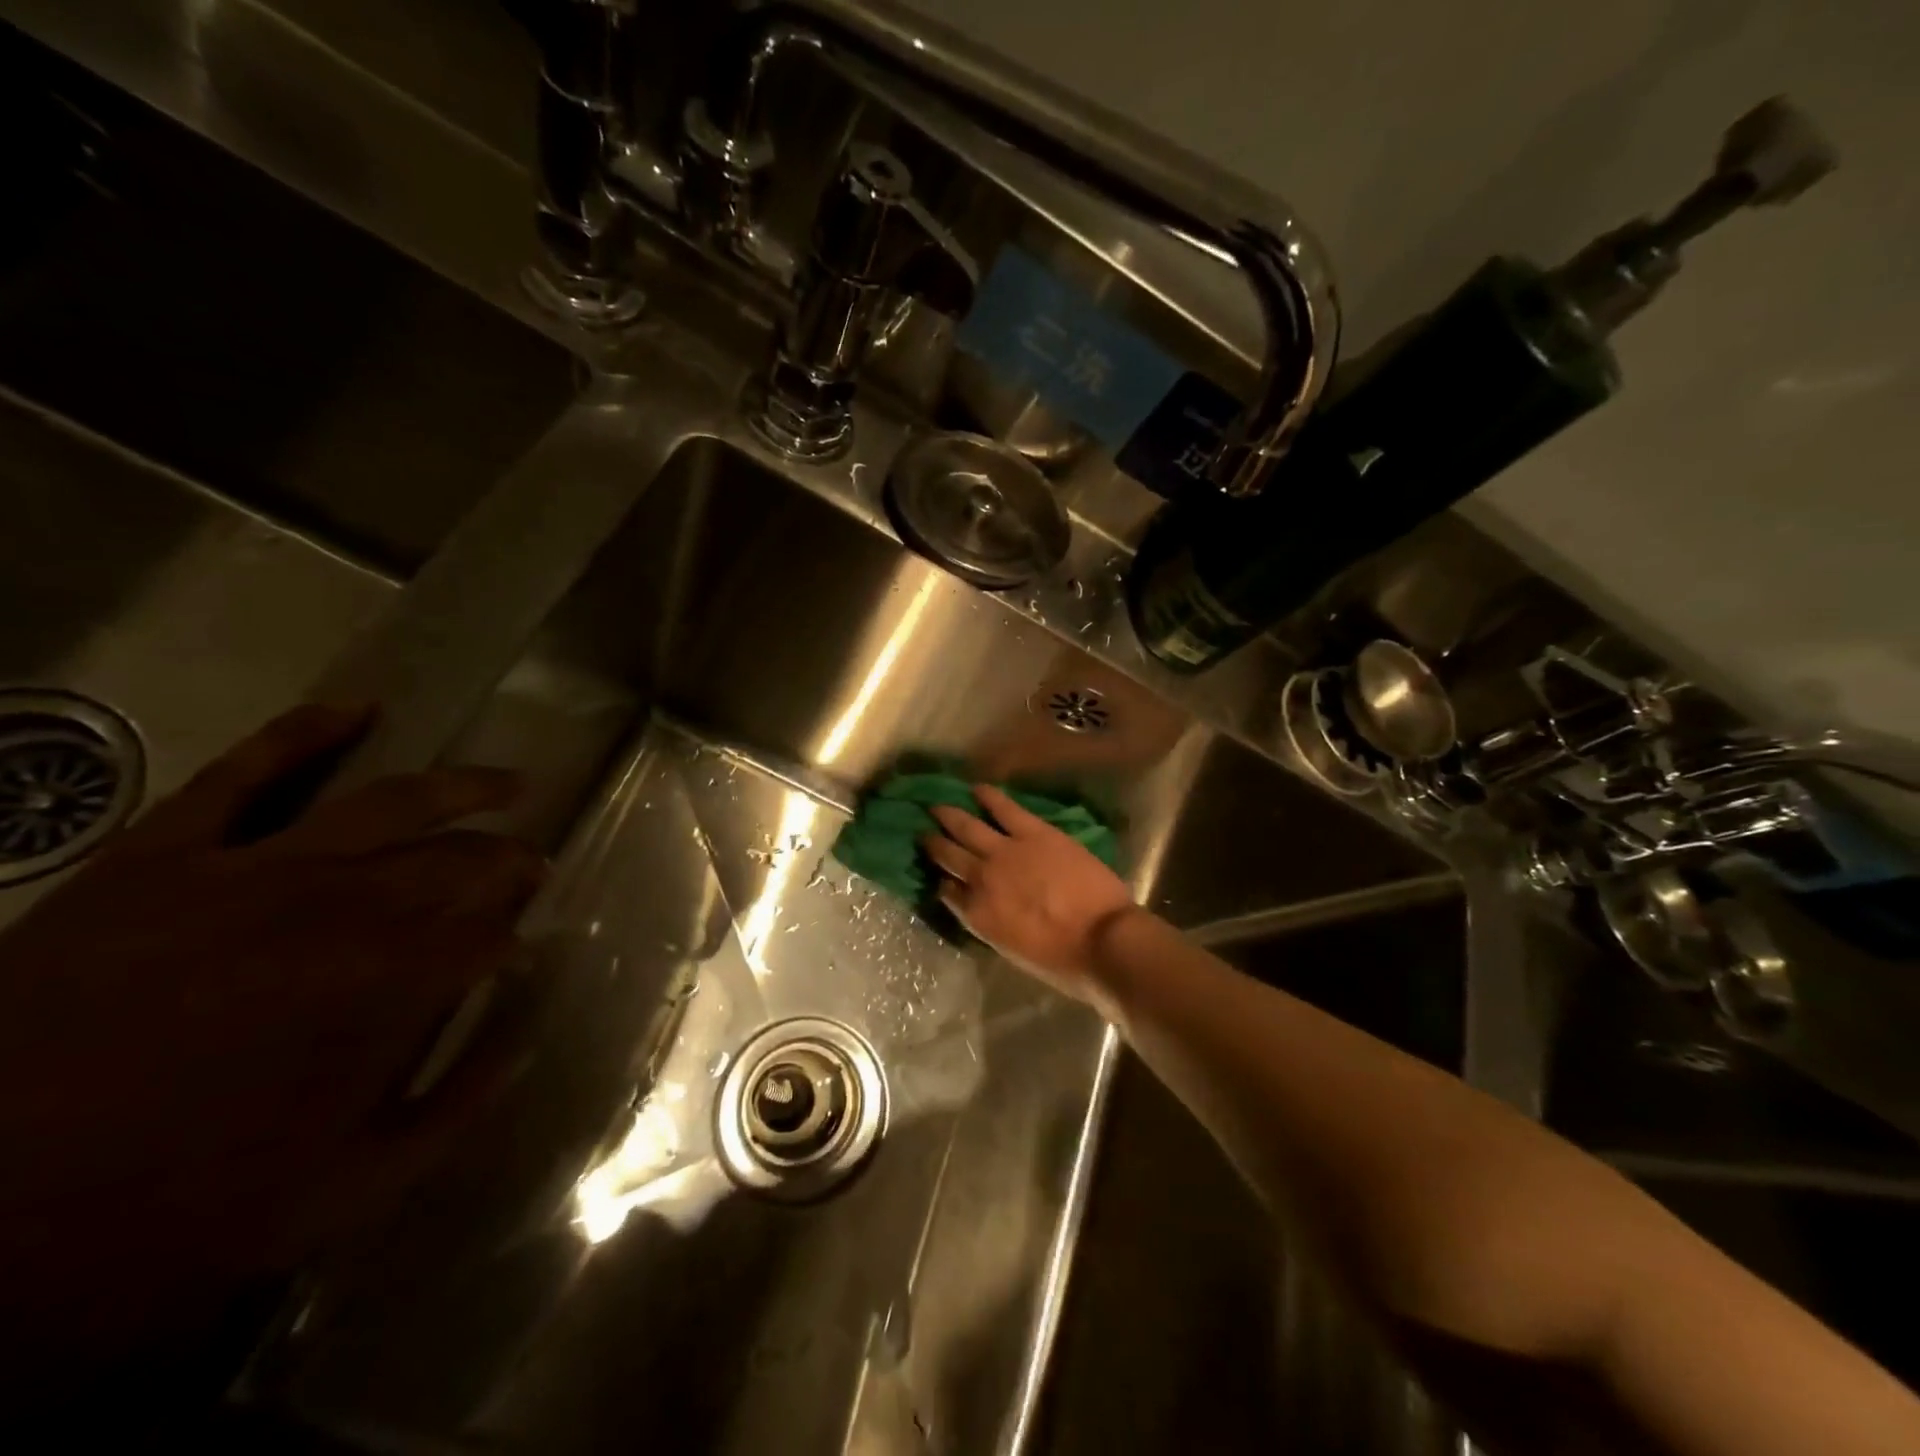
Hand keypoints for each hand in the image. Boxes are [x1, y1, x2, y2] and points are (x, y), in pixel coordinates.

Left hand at [0, 704, 543, 1367]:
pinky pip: (241, 776)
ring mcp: (247, 872)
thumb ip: (455, 1108)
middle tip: (534, 867)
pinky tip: (360, 710)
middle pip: (457, 863)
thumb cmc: (166, 1216)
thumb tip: (526, 1039)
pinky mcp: (159, 859)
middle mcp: (337, 910)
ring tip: (510, 784)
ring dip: (463, 788)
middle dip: (509, 864)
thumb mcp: (343, 1190)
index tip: (529, 952)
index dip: (518, 942)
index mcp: (383, 988)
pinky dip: (303, 734)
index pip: (491, 937)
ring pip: (387, 804)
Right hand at [922, 783, 1135, 1005]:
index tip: (939, 875)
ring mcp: (1005, 851)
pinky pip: (1003, 808)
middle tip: (923, 833)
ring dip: (949, 816)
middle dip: (933, 844)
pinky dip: (987, 797)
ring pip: (967, 827)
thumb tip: (983, 907)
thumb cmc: (1062, 960)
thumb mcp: (1013, 951)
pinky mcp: (1032, 832)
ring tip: (937, 807)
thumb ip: (991, 924)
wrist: (1101, 939)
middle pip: (948, 855)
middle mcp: (980, 879)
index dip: (941, 881)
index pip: (947, 893)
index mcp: (977, 914)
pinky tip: (976, 789)